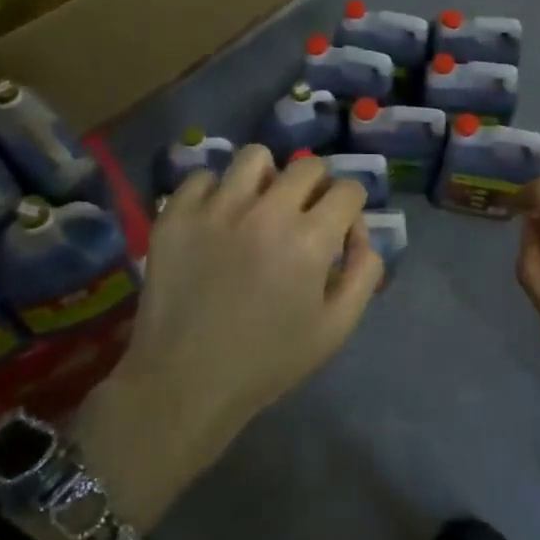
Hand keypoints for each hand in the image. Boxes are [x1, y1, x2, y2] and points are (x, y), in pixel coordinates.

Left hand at [76, 146, 380, 525]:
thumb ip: (364, 272)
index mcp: (310, 240)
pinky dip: (215, 192)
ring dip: (267, 177)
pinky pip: (202, 177)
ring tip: (258, 205)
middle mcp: (266, 211)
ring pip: (254, 157)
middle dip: (317, 186)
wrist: (185, 382)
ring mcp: (216, 208)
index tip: (339, 227)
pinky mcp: (176, 215)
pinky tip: (216, 219)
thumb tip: (361, 232)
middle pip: (307, 166)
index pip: (348, 189)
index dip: (351, 207)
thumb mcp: (336, 328)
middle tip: (303, 215)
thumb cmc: (268, 360)